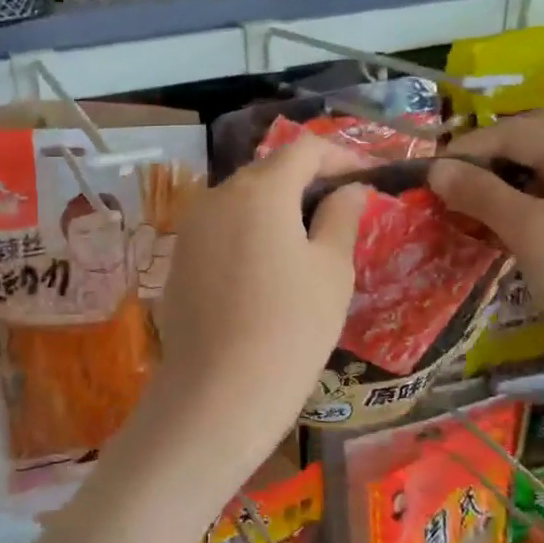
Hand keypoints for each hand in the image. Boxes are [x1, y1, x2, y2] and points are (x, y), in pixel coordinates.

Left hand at [147, 136, 367, 473]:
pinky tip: (268, 268)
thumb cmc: (291, 328)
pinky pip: (221, 230)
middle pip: (268, 172)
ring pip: (241, 201)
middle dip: (306, 182)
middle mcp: (216, 195)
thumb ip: (342, 217)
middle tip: (341, 211)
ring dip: (276, 209)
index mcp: (259, 189)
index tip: (366, 178)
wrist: (218, 393)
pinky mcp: (177, 258)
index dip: (340, 155)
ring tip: (308, 241)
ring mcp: (191, 227)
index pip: (304, 148)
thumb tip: (350, 189)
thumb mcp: (332, 270)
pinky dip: (249, 233)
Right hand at [429, 104, 543, 394]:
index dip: (469, 148)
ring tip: (475, 195)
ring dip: (508, 168)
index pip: (515, 131)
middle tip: (465, 173)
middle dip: (499, 142)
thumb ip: (481, 193)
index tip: (429, 175)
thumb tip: (435, 169)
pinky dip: (518, 195)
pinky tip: (496, 221)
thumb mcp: (529, 231)